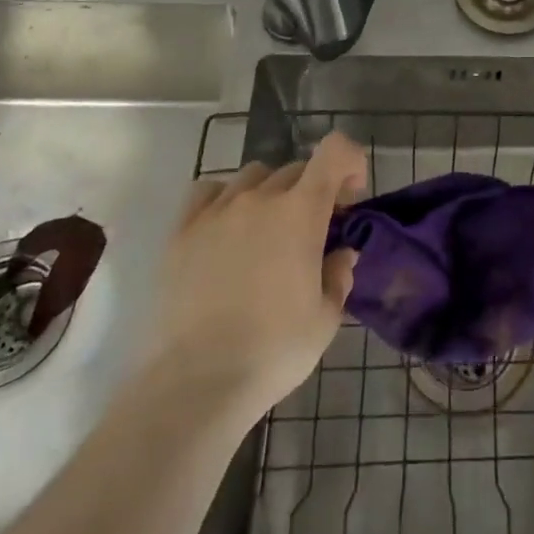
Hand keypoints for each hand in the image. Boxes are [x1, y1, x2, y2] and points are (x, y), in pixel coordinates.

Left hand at [153, 132, 366, 422]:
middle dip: (314, 190)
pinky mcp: (183, 230)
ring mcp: (218, 210)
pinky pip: (209, 191)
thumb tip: (340, 253)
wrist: (196, 383)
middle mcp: (260, 197)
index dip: (350, 162)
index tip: (351, 197)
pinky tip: (227, 229)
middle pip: (297, 169)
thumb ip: (338, 275)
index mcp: (302, 211)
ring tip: (268, 231)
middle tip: (314, 231)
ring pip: (254, 176)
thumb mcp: (326, 318)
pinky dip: (226, 198)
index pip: (335, 151)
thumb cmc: (273, 350)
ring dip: (271, 193)